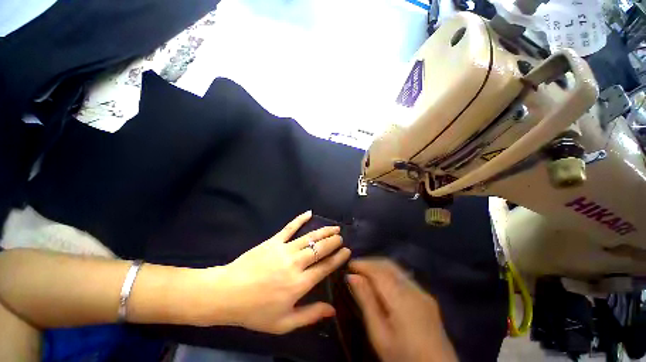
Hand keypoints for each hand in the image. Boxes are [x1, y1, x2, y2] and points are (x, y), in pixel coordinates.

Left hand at [193, 211, 350, 333]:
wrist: (227, 293)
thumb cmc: (255, 311)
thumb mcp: (284, 323)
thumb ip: (310, 315)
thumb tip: (332, 310)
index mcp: (299, 284)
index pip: (325, 267)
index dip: (338, 258)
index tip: (347, 251)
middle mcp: (296, 264)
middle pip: (320, 249)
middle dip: (333, 242)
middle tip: (341, 237)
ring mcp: (284, 249)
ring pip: (309, 237)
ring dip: (324, 231)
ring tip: (334, 227)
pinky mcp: (274, 241)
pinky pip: (290, 227)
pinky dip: (300, 219)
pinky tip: (309, 213)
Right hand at [347, 259, 457, 361]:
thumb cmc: (403, 357)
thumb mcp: (379, 335)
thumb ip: (366, 302)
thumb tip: (352, 277)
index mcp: (402, 299)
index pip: (378, 271)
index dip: (362, 264)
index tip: (348, 264)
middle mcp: (414, 290)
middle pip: (388, 265)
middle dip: (370, 262)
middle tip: (355, 268)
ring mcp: (423, 293)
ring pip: (396, 269)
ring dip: (379, 267)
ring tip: (365, 273)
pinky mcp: (426, 298)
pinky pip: (403, 277)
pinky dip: (389, 274)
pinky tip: (382, 283)